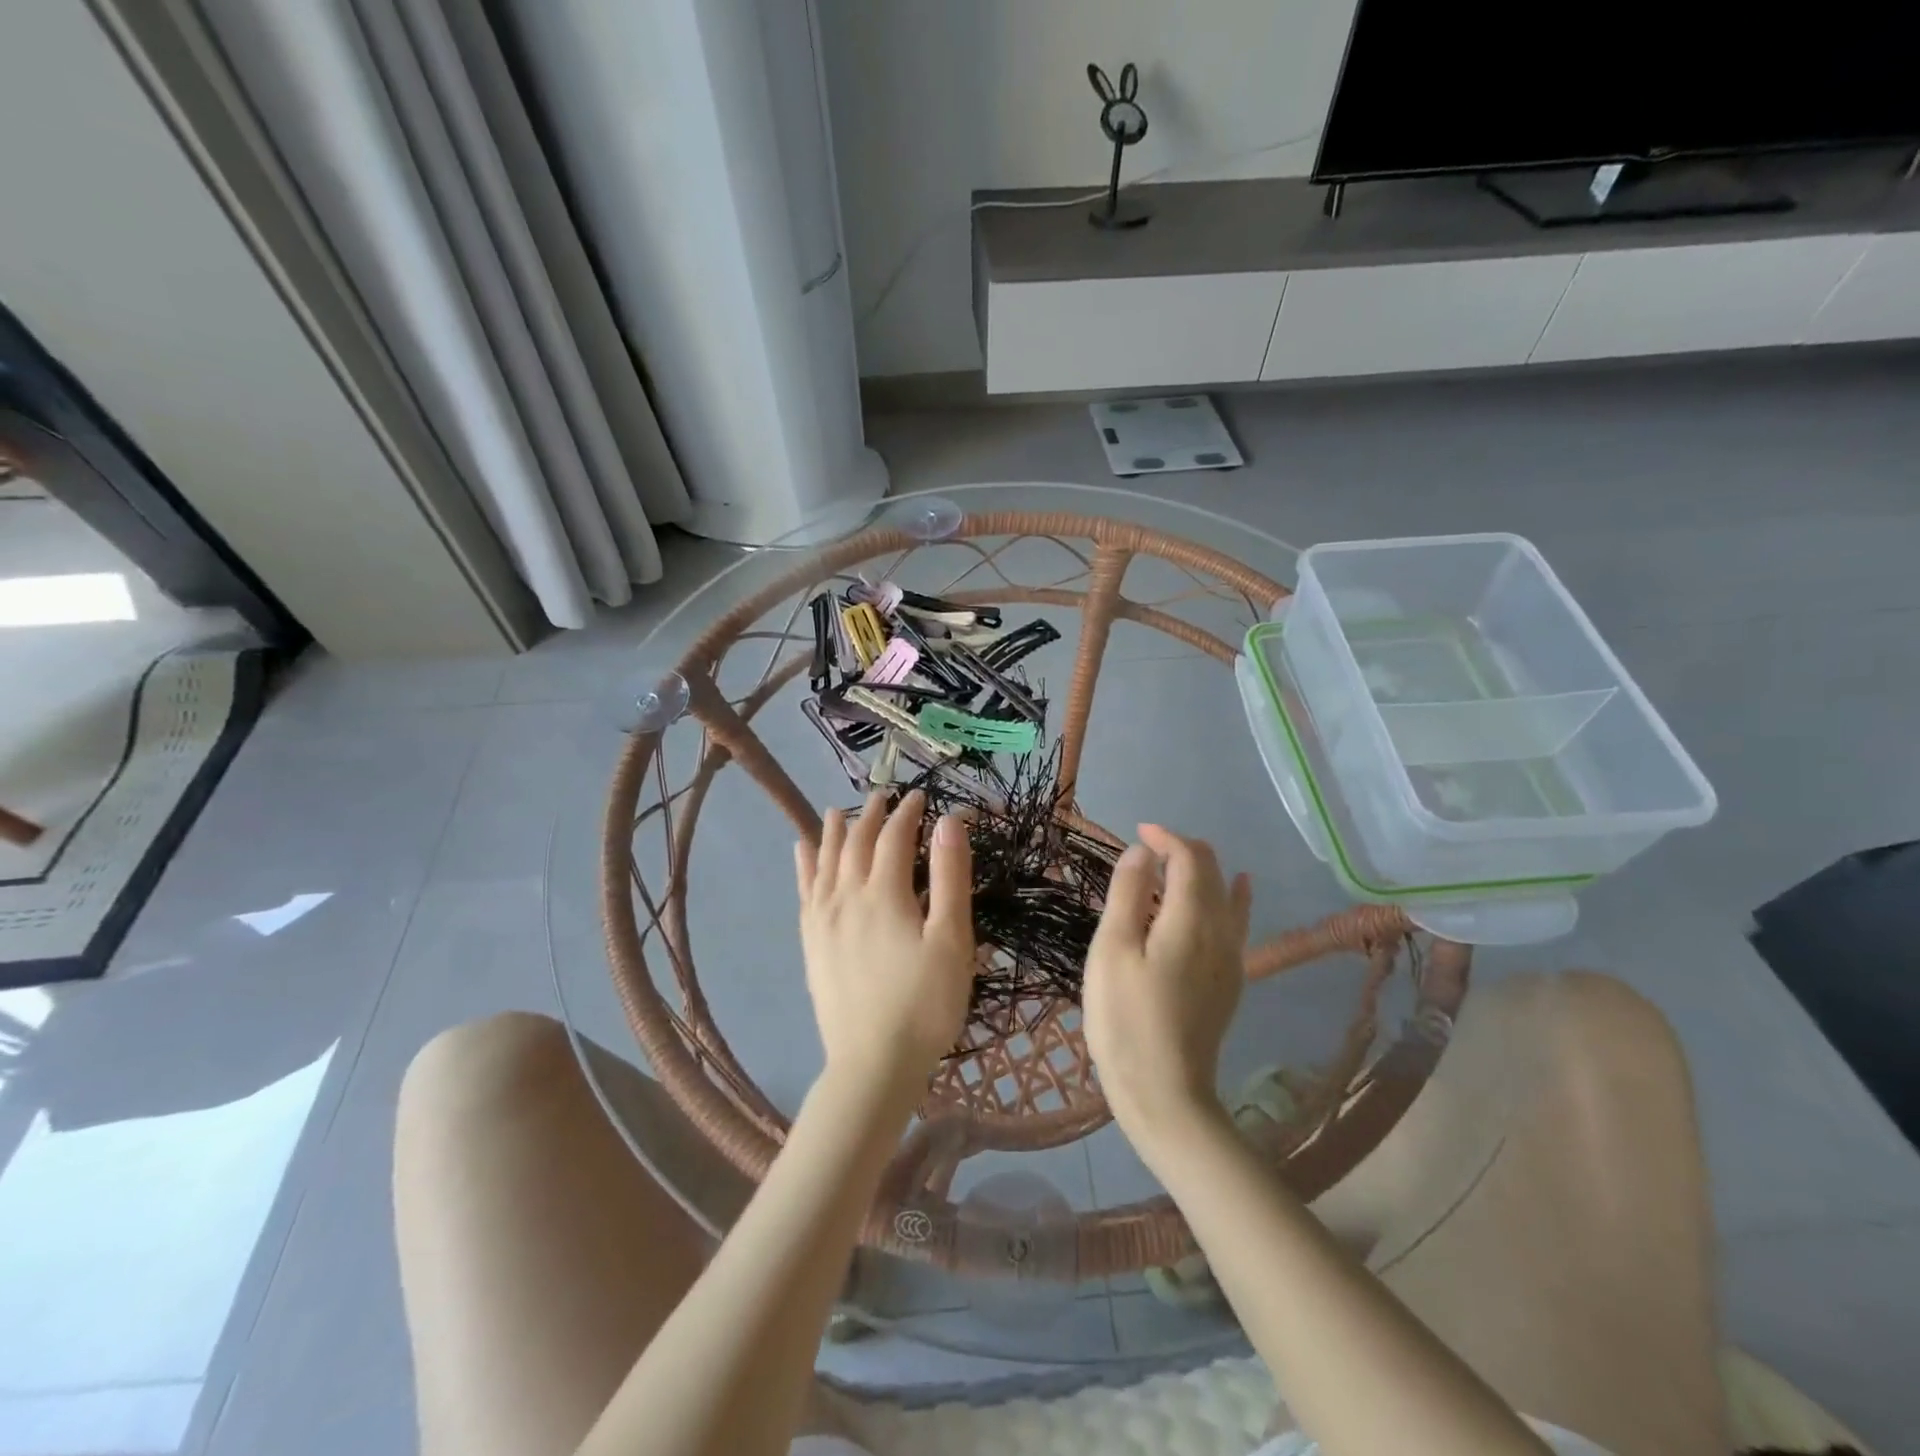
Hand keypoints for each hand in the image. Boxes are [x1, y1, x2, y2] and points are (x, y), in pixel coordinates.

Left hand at [795, 790, 973, 1111]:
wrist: (873, 1064)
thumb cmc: (924, 1003)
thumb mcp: (952, 940)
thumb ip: (949, 877)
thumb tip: (949, 821)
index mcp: (885, 893)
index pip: (894, 837)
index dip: (908, 813)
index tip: (920, 797)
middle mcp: (847, 896)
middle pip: (857, 843)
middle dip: (872, 815)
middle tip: (883, 796)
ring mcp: (823, 920)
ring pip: (825, 861)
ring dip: (834, 832)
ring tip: (838, 811)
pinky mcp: (811, 943)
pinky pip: (804, 890)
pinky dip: (805, 865)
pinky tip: (803, 851)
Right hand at [1083, 825, 1251, 1150]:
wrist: (1165, 1092)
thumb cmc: (1125, 1018)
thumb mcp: (1112, 950)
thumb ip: (1127, 894)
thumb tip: (1142, 852)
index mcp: (1191, 919)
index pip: (1189, 858)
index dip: (1166, 837)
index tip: (1138, 831)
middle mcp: (1221, 931)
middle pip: (1212, 871)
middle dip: (1181, 850)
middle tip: (1145, 850)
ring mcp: (1231, 958)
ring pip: (1226, 895)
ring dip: (1201, 872)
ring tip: (1173, 866)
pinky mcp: (1230, 981)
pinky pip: (1238, 922)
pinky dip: (1233, 897)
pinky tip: (1239, 889)